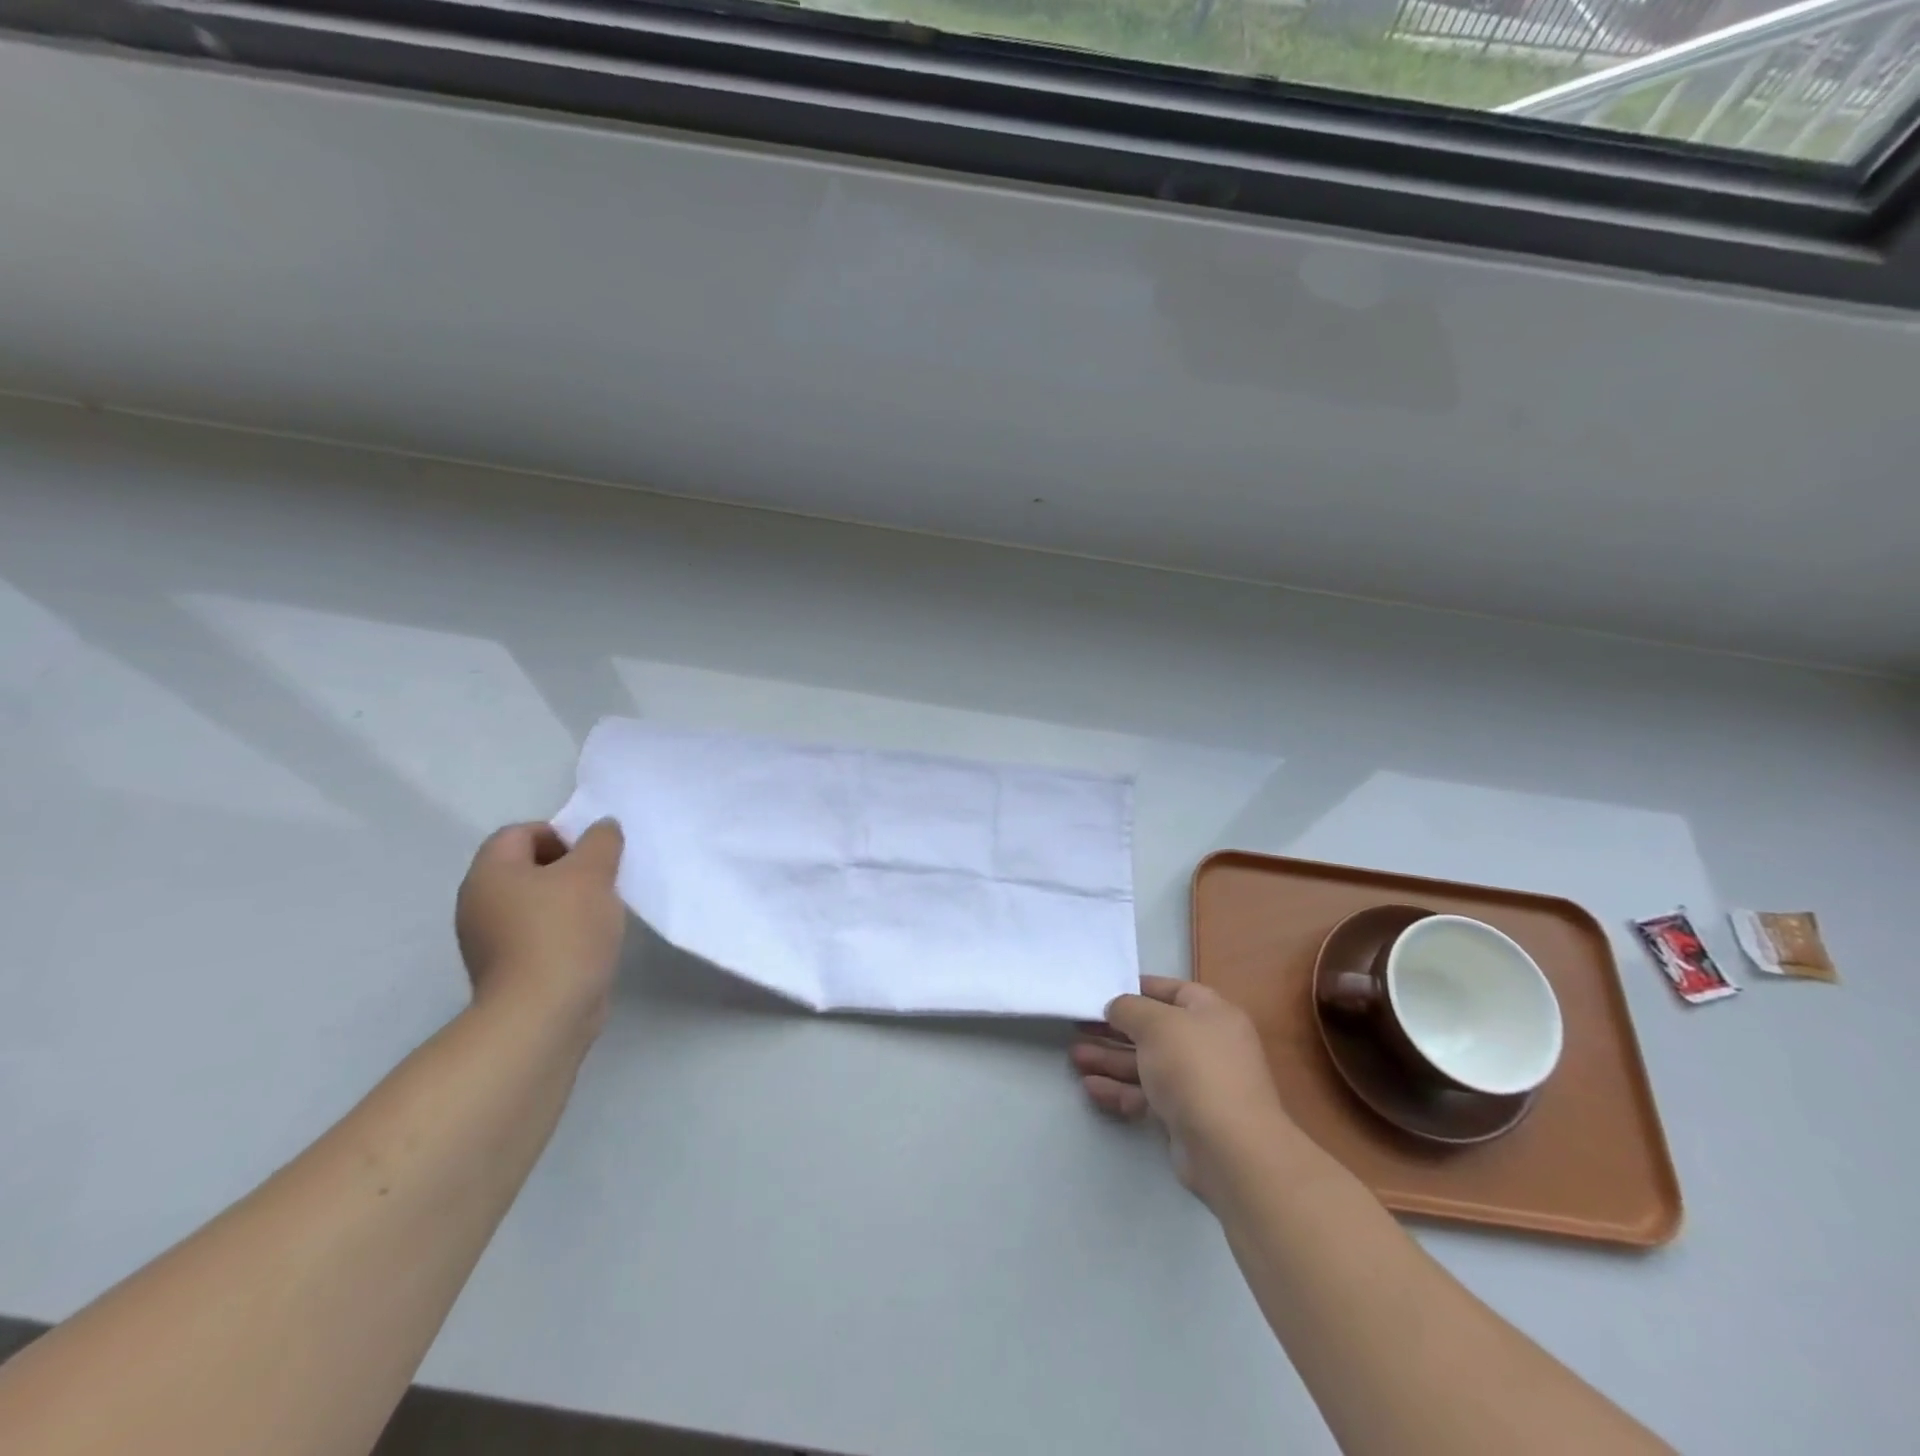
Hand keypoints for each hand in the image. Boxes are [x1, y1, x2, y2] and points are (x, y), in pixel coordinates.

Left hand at [454, 819, 626, 1038]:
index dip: (561, 834)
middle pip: (527, 867)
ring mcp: (487, 940)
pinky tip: (588, 943)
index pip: (521, 832)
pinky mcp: (505, 970)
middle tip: (603, 880)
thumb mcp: (592, 872)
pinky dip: (561, 931)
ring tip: (601, 913)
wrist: (543, 1014)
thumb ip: (601, 841)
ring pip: (533, 902)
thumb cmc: (564, 931)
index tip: (594, 855)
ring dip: (568, 901)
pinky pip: (535, 934)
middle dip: (569, 868)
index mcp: (490, 872)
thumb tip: (602, 827)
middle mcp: (478, 902)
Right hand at [1071, 976, 1293, 1199]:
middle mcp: (1208, 1045)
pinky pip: (1148, 1095)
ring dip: (1111, 1059)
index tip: (1106, 991)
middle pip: (1154, 1030)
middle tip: (1080, 1026)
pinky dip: (1120, 1089)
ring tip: (1075, 1057)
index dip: (1140, 988)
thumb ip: (1129, 1008)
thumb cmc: (1194, 1068)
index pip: (1173, 991)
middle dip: (1115, 1029)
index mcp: (1212, 1014)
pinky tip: (1090, 1087)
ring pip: (1147, 1064)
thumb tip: (1117, 1008)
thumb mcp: (1156, 1023)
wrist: (1228, 1149)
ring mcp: (1198, 1083)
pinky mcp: (1185, 1117)